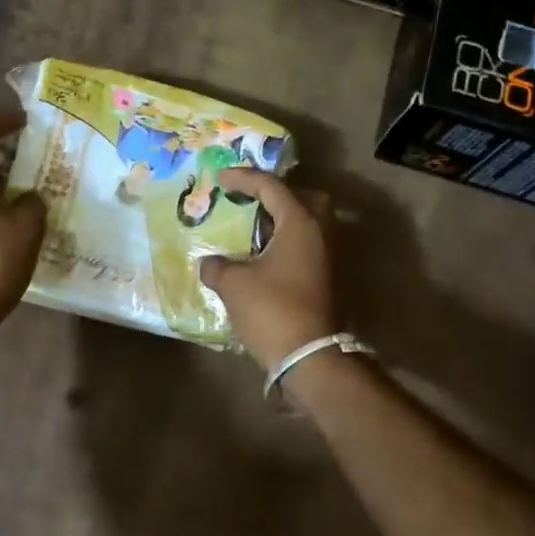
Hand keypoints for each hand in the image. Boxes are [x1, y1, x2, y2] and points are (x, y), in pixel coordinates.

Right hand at [198, 169, 335, 370]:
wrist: (308, 356)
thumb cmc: (271, 310)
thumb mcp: (234, 284)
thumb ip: (217, 266)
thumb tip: (208, 263)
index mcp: (300, 224)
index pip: (272, 187)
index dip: (244, 178)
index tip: (220, 179)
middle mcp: (320, 234)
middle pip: (304, 199)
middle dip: (277, 195)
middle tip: (250, 200)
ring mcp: (325, 258)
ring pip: (306, 225)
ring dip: (280, 222)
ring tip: (250, 230)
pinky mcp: (323, 280)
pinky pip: (304, 247)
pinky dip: (283, 243)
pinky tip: (259, 257)